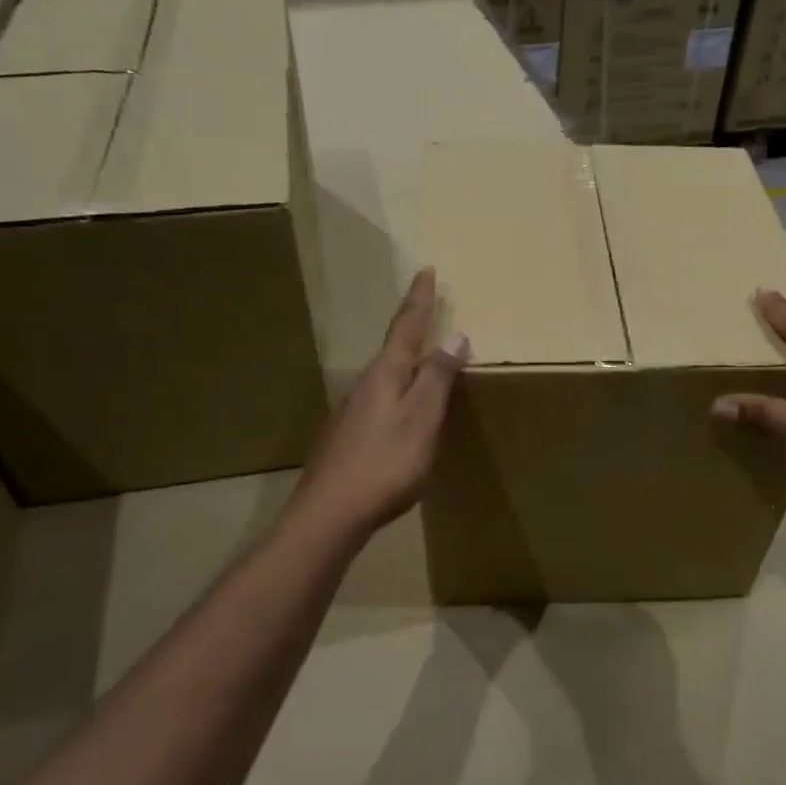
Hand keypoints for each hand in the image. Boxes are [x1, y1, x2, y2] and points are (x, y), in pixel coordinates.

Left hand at [290, 267, 469, 538]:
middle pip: (392, 348)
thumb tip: (455, 334)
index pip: (406, 327)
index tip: (426, 270)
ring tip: (420, 356)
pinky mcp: (346, 437)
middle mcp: (364, 385)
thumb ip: (438, 378)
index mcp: (386, 375)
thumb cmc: (385, 464)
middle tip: (425, 307)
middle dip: (410, 325)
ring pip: (384, 375)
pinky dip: (396, 390)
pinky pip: (378, 400)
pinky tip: (400, 409)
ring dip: (403, 359)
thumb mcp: (422, 419)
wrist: (329, 513)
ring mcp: (351, 412)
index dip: (419, 299)